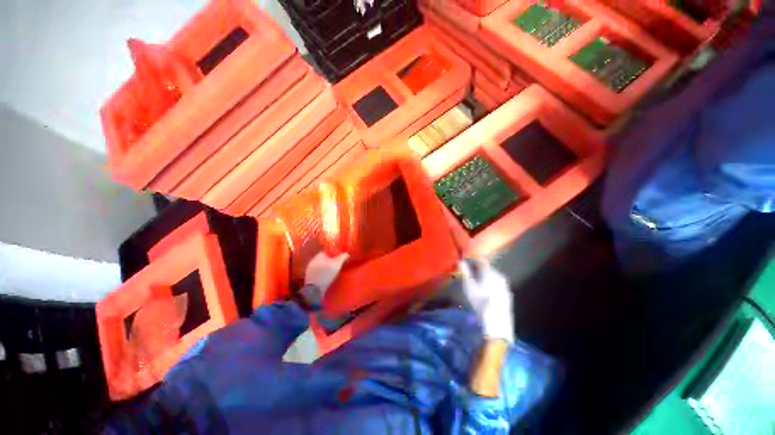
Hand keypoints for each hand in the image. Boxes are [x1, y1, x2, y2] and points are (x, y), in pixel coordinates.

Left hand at [304, 252, 349, 294]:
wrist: (314, 289)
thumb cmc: (326, 274)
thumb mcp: (337, 264)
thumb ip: (342, 257)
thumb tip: (347, 253)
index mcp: (319, 255)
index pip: (327, 251)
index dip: (334, 253)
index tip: (340, 256)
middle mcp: (313, 260)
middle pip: (324, 258)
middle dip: (330, 259)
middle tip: (338, 263)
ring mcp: (310, 269)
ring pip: (320, 265)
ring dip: (326, 266)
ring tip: (333, 270)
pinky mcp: (309, 277)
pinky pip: (318, 271)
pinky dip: (322, 272)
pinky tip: (327, 275)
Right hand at [458, 259, 514, 342]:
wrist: (496, 326)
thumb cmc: (479, 304)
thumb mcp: (468, 287)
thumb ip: (464, 273)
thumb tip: (460, 261)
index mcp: (490, 272)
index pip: (480, 260)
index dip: (471, 260)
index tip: (463, 262)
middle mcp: (499, 276)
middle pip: (487, 268)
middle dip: (476, 268)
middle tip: (467, 273)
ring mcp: (505, 286)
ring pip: (492, 276)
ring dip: (482, 277)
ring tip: (474, 283)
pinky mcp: (507, 296)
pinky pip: (496, 285)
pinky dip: (489, 284)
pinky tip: (483, 292)